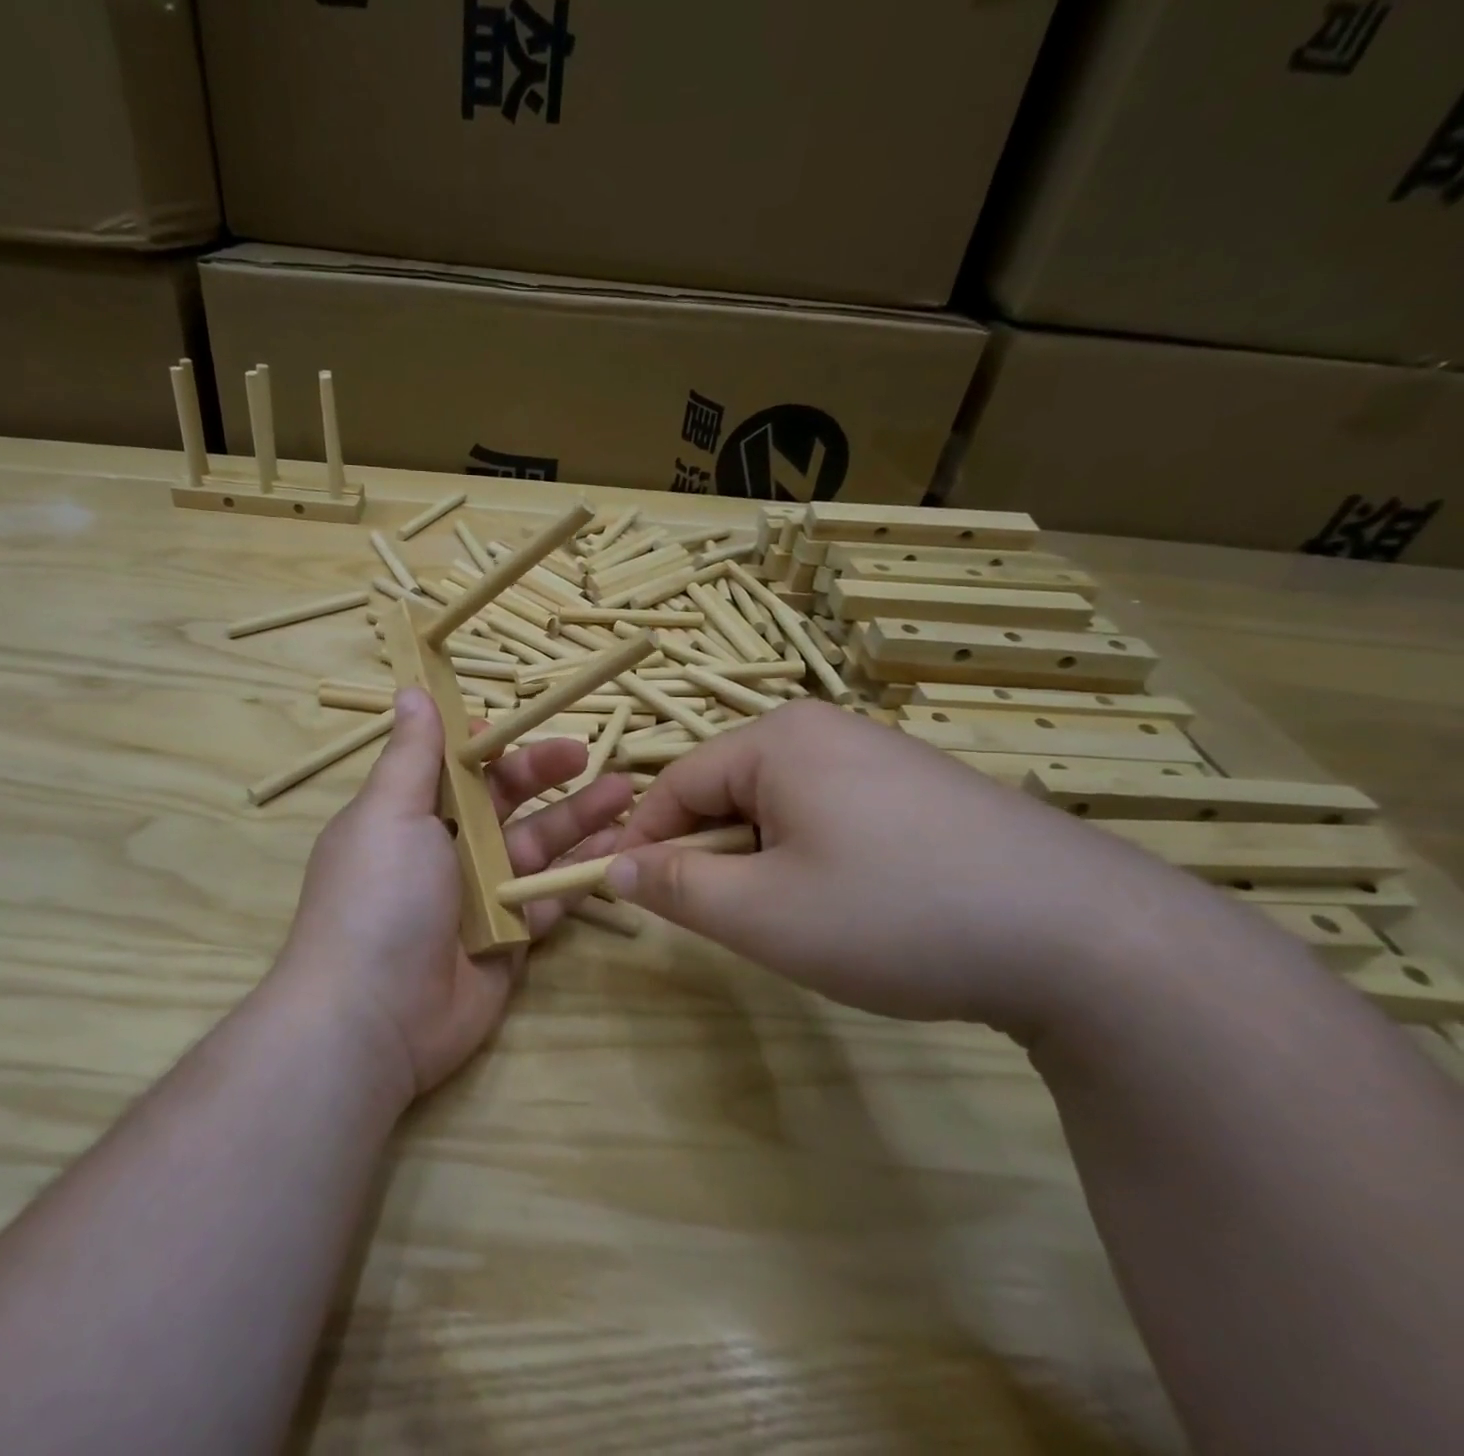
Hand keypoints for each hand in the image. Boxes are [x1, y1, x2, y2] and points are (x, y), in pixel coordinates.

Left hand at [278, 687, 630, 1099]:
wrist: (374, 1018)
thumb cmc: (378, 897)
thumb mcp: (390, 813)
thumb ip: (412, 754)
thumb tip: (413, 691)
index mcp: (411, 813)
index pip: (456, 767)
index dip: (488, 745)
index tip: (520, 725)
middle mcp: (446, 848)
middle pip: (505, 801)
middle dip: (546, 775)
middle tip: (589, 755)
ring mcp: (482, 894)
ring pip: (537, 845)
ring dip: (579, 818)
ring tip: (627, 792)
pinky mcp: (512, 937)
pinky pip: (552, 895)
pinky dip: (583, 873)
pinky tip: (620, 850)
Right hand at [606, 701, 1217, 1032]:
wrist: (1090, 938)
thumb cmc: (894, 914)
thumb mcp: (762, 914)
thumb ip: (675, 888)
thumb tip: (615, 868)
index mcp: (776, 740)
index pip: (675, 784)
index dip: (645, 843)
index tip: (633, 898)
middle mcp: (824, 730)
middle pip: (728, 791)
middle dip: (713, 857)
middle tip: (733, 924)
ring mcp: (879, 755)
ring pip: (780, 807)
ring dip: (765, 863)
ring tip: (802, 921)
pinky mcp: (920, 788)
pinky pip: (832, 814)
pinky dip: (816, 859)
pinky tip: (859, 906)